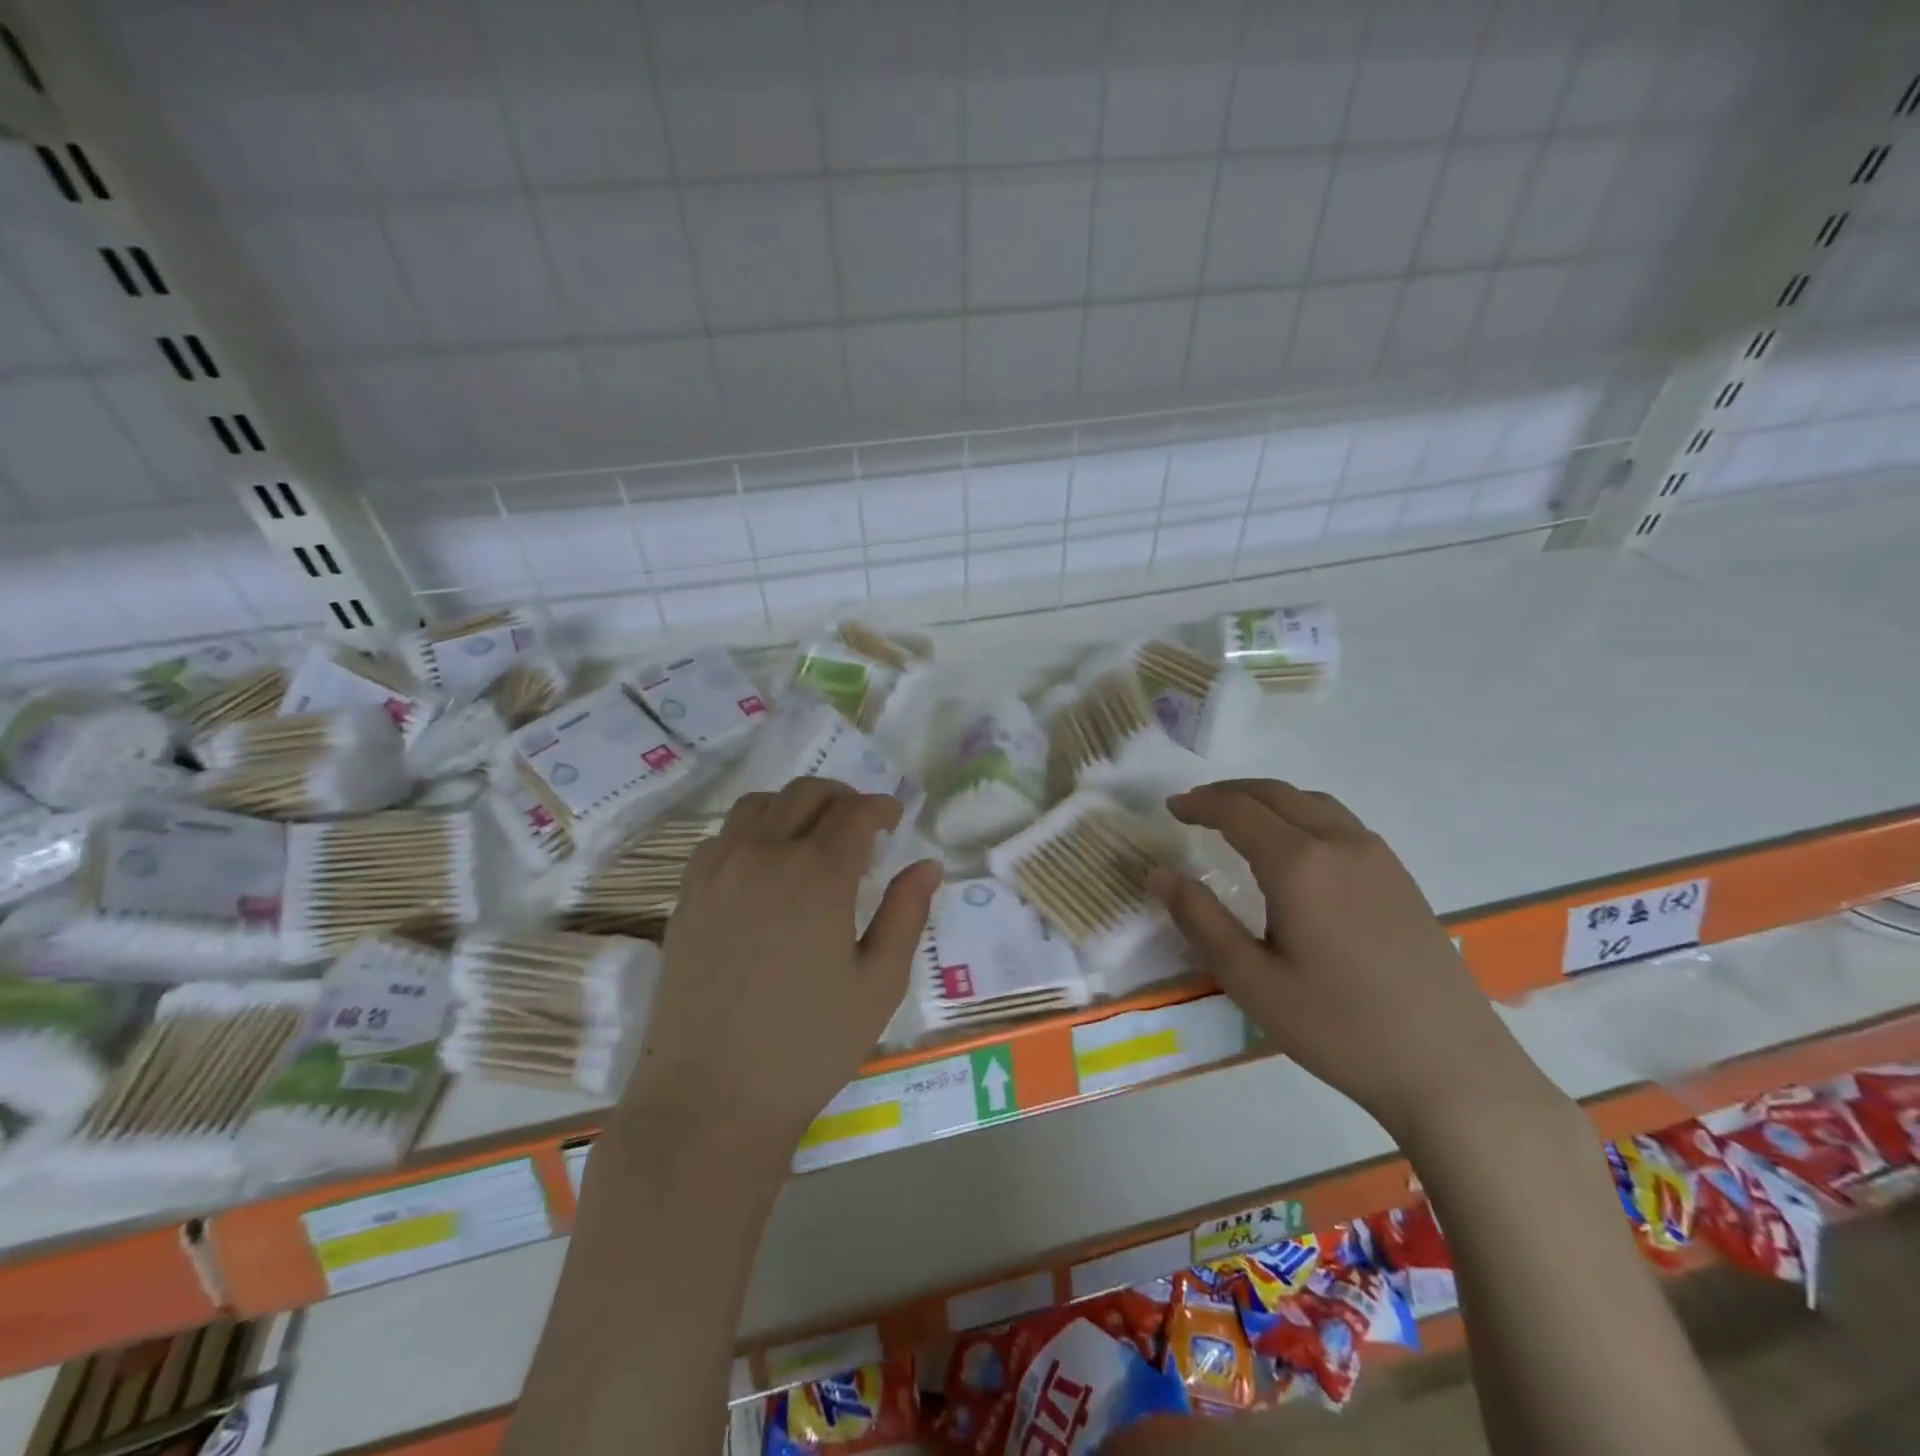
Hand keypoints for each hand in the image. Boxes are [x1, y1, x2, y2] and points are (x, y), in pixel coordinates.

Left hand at [625, 778, 940, 1153]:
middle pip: (805, 793)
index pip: (855, 812)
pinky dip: (753, 830)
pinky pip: (723, 835)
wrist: (711, 1096)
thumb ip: (907, 914)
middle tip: (862, 823)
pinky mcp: (688, 893)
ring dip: (794, 806)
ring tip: (813, 835)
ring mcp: (718, 870)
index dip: (881, 807)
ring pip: (759, 804)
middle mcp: (764, 855)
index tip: (895, 818)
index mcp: (817, 874)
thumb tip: (927, 865)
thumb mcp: (879, 983)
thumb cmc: (809, 1044)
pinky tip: (765, 864)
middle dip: (842, 797)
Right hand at [1153, 779, 1559, 1139]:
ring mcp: (1378, 858)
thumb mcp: (1252, 981)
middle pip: (1276, 793)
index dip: (1200, 803)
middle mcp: (1340, 844)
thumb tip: (1159, 875)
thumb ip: (1200, 920)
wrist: (1452, 1069)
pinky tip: (1295, 848)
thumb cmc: (1339, 1027)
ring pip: (1312, 802)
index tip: (1171, 808)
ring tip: (1239, 820)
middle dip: (1230, 792)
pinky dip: (1302, 814)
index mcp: (1299, 864)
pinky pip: (1340, 822)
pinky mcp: (1401, 878)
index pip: (1238, 810)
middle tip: (1196, 806)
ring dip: (1268, 799)